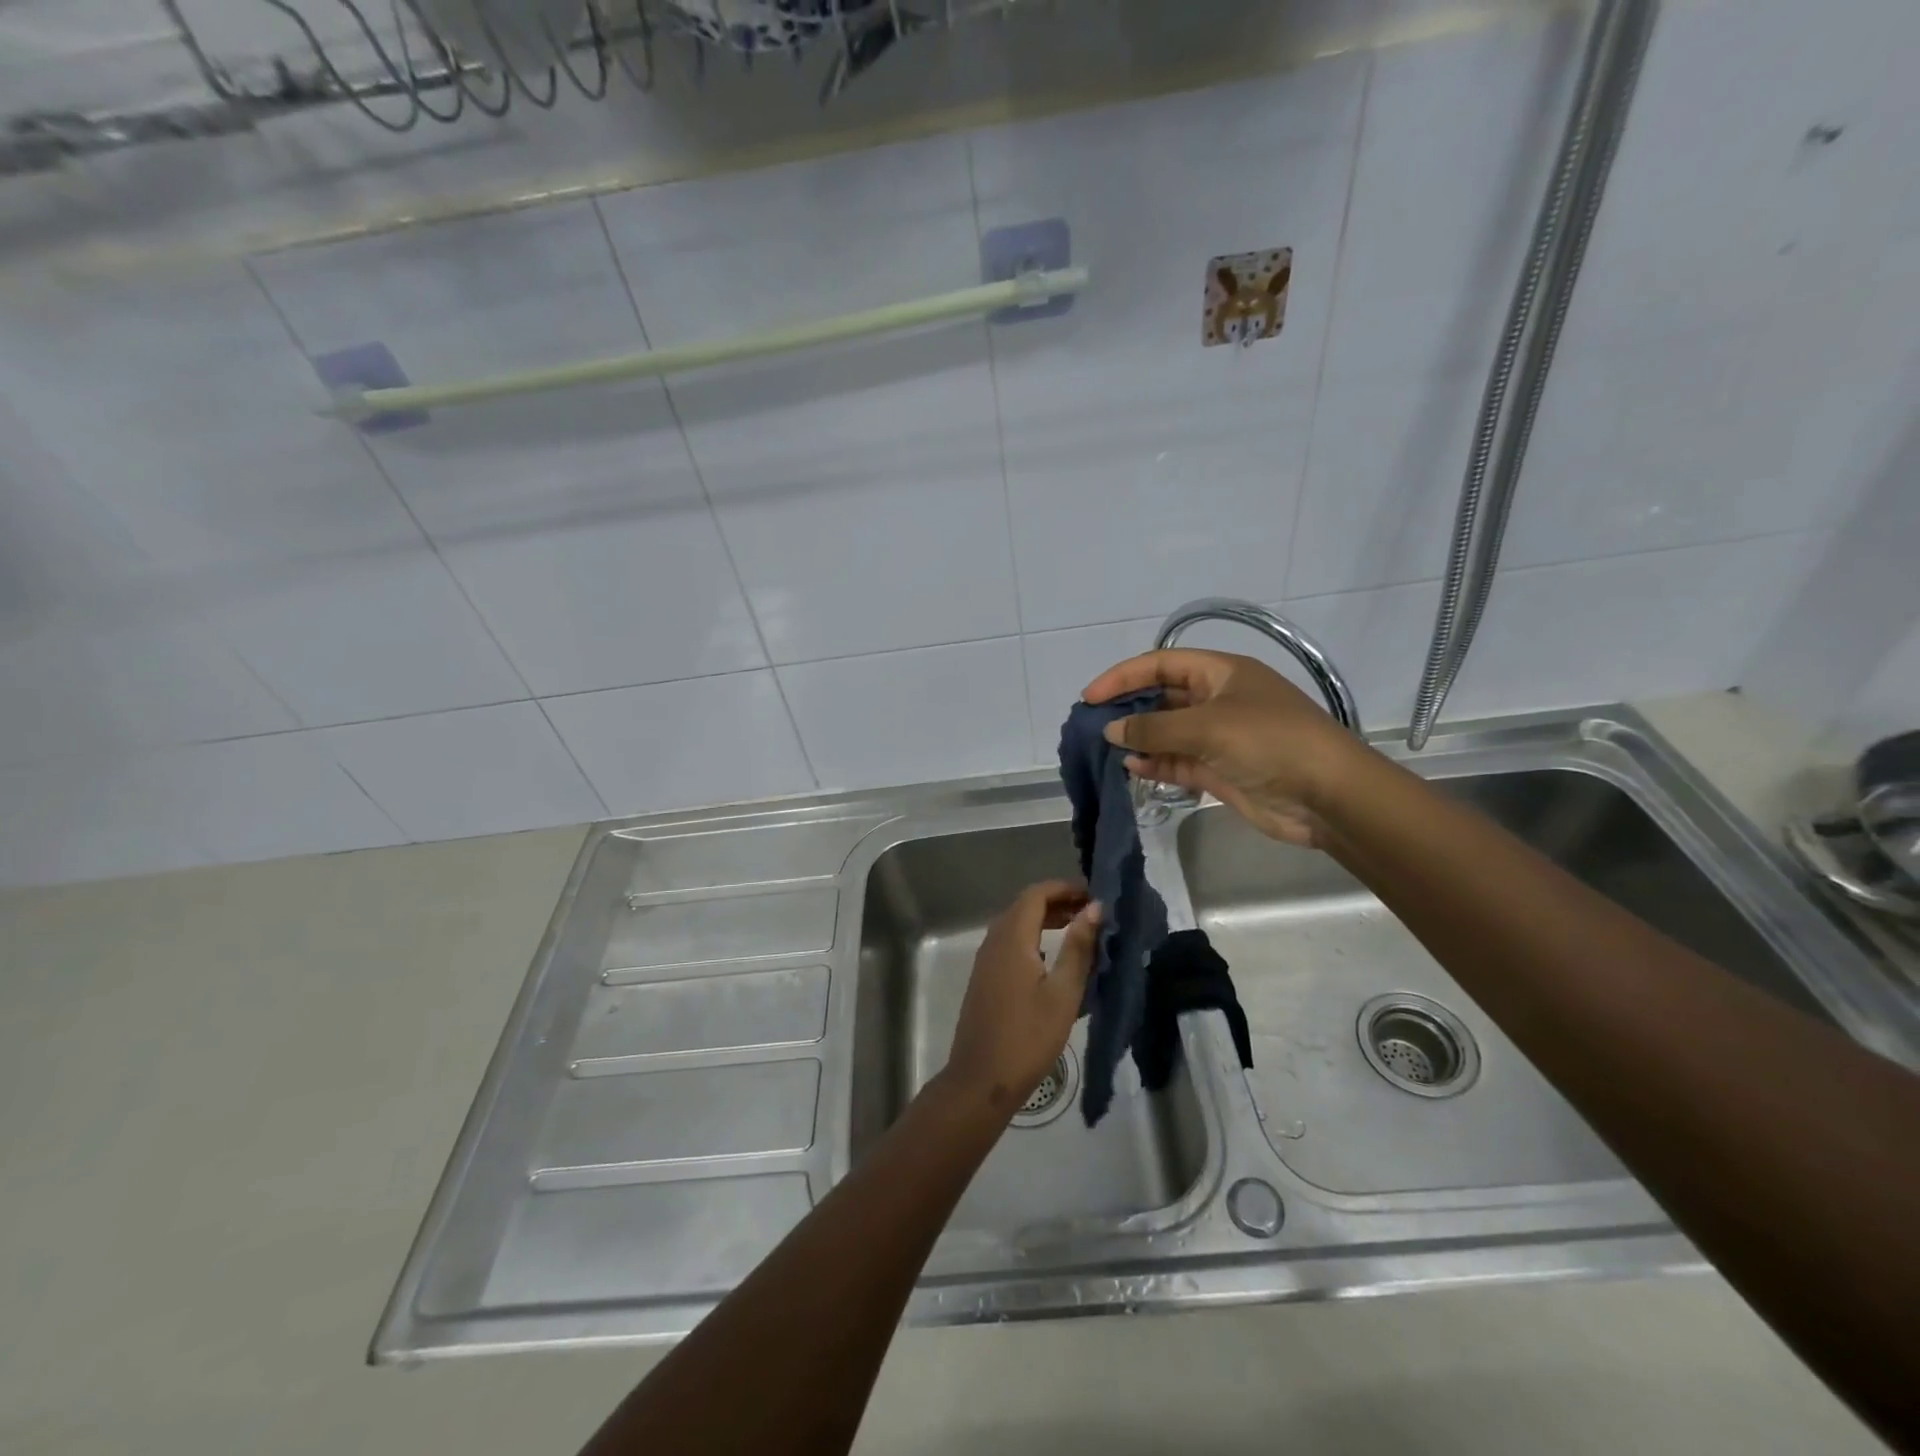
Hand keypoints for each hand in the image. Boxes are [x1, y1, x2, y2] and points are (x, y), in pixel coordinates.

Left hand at [942, 881, 1101, 1117]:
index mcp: (1012, 938)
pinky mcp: (985, 978)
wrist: (982, 1079)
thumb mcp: (1063, 992)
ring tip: (1079, 931)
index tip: (1094, 894)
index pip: (1037, 894)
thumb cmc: (1028, 1036)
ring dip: (1046, 920)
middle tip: (1092, 913)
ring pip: (1016, 924)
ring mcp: (986, 960)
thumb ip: (1078, 947)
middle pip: (1025, 906)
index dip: (1065, 888)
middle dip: (1058, 902)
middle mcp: (994, 941)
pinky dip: (1033, 938)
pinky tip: (1054, 958)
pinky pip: (1010, 943)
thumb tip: (1094, 908)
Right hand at [1083, 649, 1365, 846]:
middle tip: (1092, 725)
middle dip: (1128, 708)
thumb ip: (1154, 729)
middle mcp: (1218, 699)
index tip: (1089, 697)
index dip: (1123, 676)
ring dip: (1139, 739)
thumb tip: (1110, 730)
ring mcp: (1219, 736)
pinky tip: (1131, 768)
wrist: (1328, 796)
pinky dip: (1155, 763)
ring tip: (1105, 749)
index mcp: (1221, 672)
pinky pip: (1178, 761)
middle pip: (1162, 696)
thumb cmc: (1270, 743)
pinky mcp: (1220, 769)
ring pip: (1167, 732)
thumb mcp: (1208, 727)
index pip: (1161, 664)